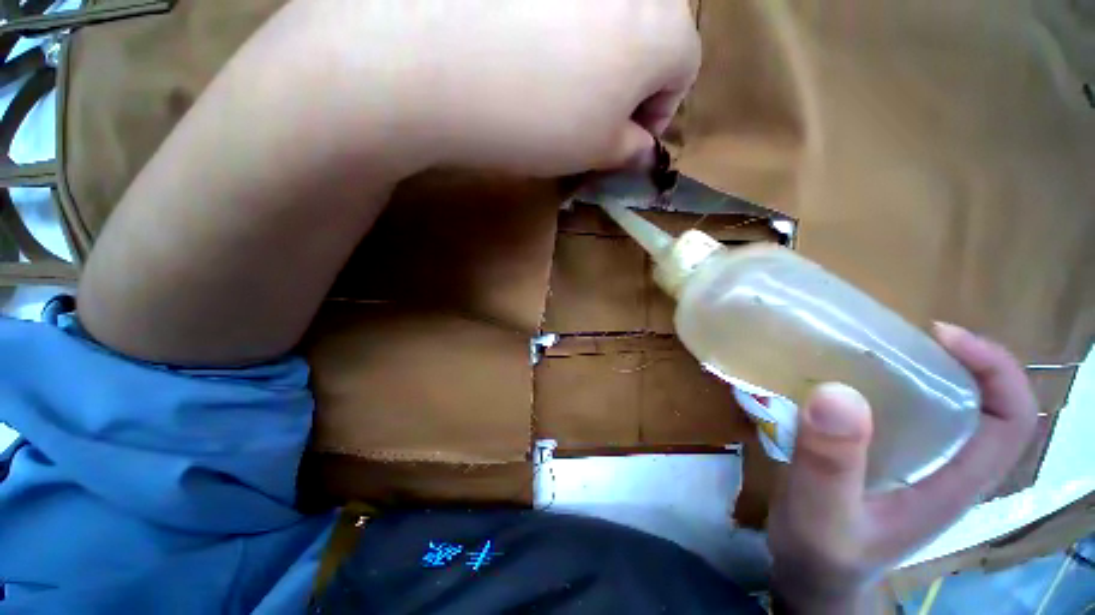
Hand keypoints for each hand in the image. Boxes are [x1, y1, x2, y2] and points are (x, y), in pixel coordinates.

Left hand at [331, 0, 700, 175]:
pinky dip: (560, 31)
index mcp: (663, 27)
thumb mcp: (596, 151)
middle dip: (630, 85)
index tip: (629, 140)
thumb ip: (631, 150)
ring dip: (597, 58)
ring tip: (558, 89)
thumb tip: (643, 149)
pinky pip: (566, 5)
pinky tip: (527, 54)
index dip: (659, 112)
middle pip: (651, 37)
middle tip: (594, 119)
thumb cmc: (539, 121)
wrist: (436, 64)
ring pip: (610, 16)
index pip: (685, 70)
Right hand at [767, 323, 1037, 612]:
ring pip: (935, 406)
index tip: (942, 335)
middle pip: (977, 404)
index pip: (1010, 421)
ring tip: (861, 351)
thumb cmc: (821, 552)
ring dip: (910, 370)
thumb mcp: (823, 513)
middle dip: (949, 361)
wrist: (808, 575)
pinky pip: (892, 414)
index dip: (995, 370)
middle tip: (891, 337)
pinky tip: (836, 382)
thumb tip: (838, 393)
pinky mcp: (880, 459)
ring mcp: (912, 464)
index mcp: (951, 484)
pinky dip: (875, 388)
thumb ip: (832, 462)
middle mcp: (943, 468)